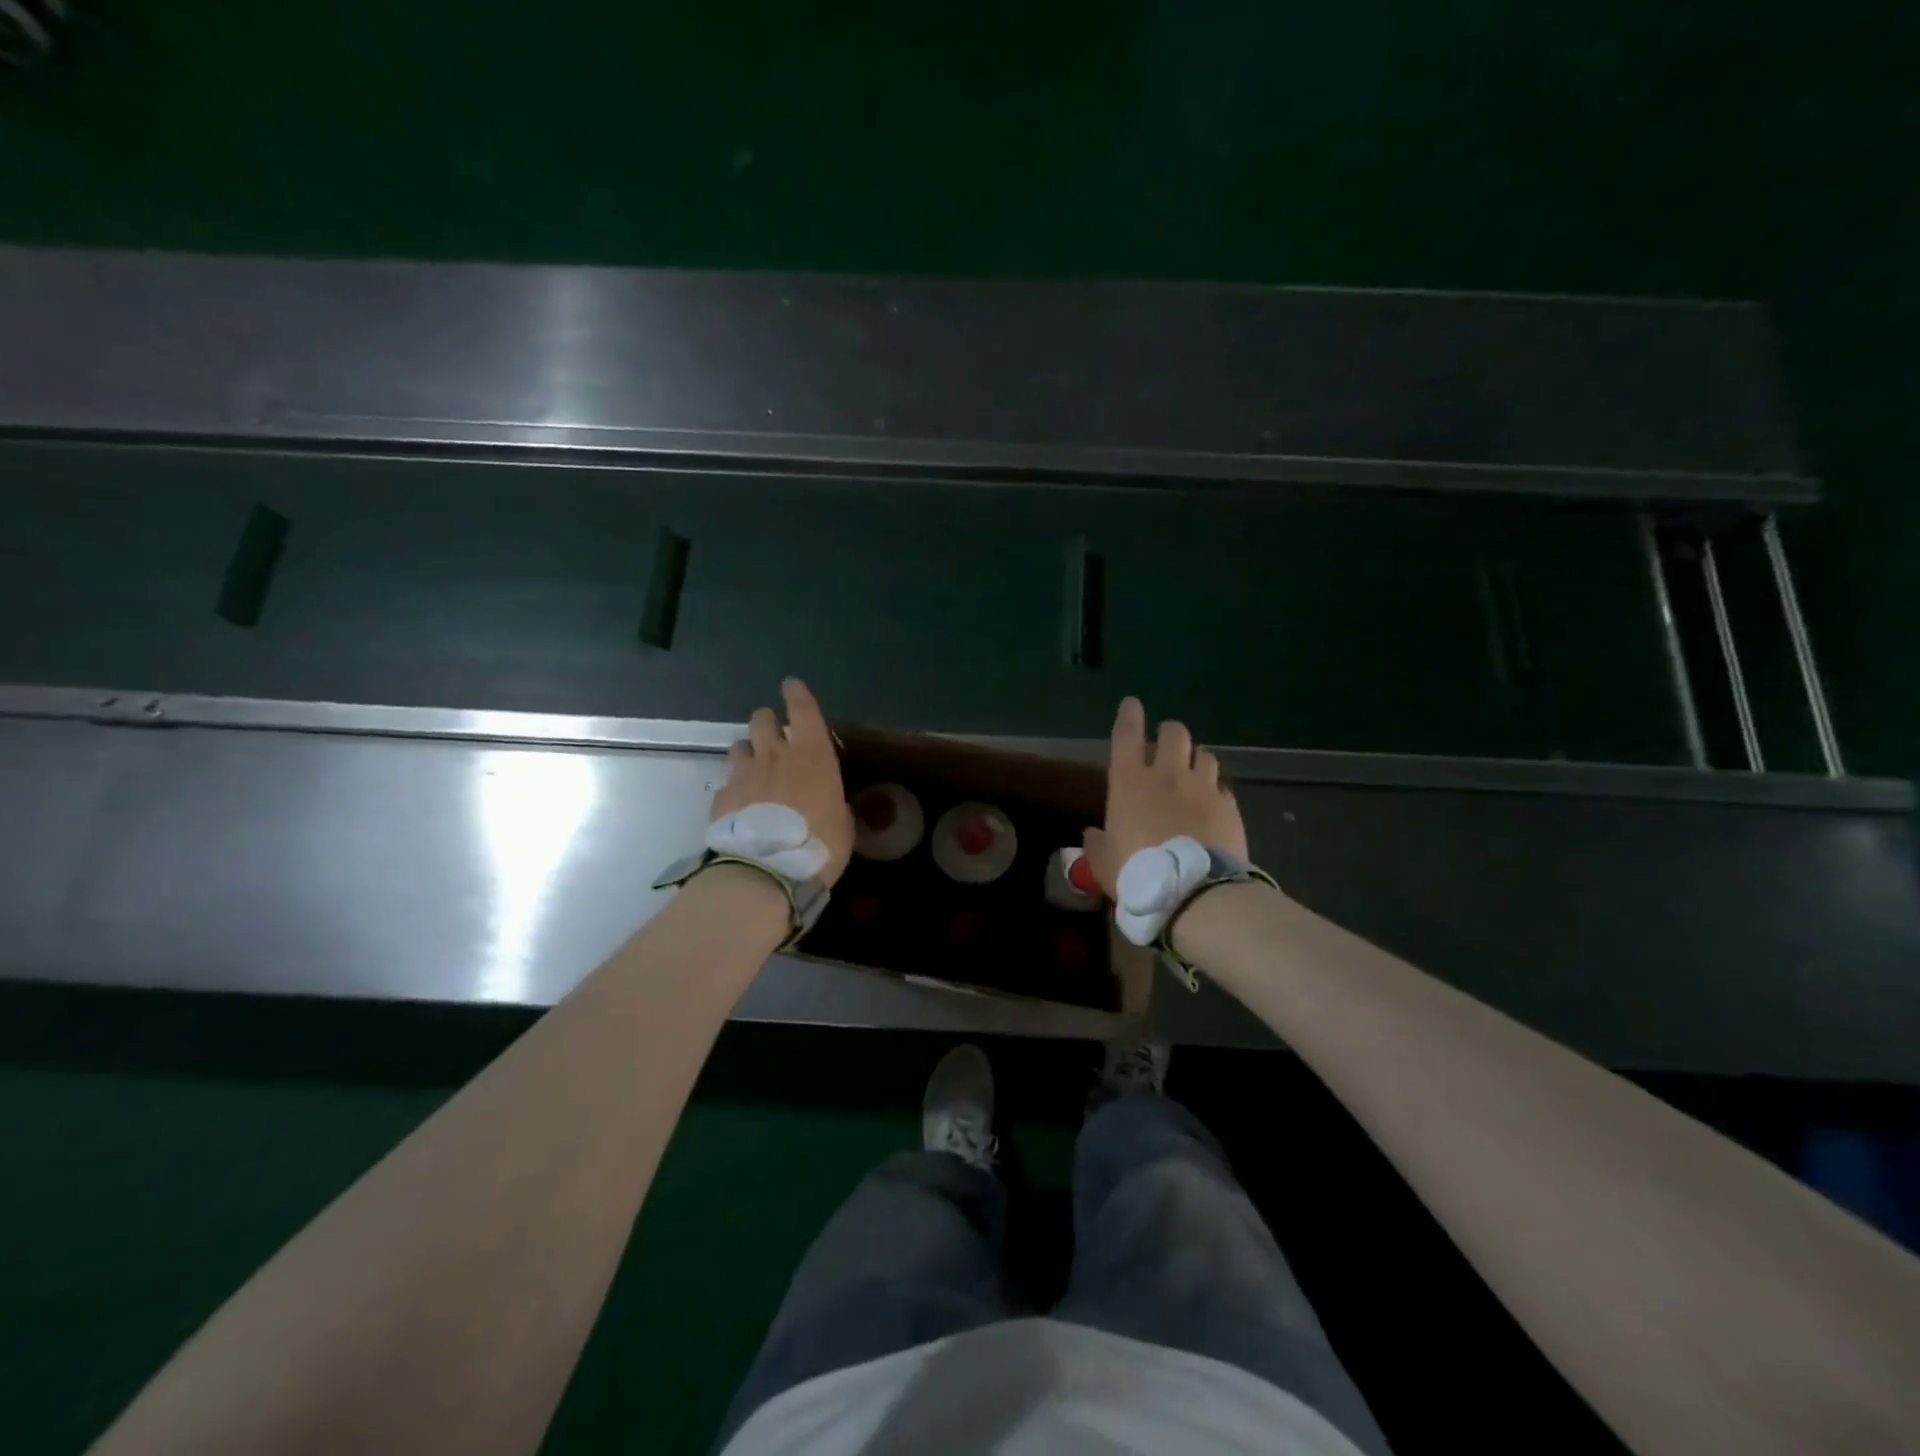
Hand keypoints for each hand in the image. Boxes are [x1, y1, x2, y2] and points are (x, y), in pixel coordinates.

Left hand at [713, 679, 855, 885]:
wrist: (765, 871)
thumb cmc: (818, 845)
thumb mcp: (842, 826)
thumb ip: (834, 806)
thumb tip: (830, 804)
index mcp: (812, 755)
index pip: (803, 710)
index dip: (797, 694)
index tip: (791, 685)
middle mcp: (775, 754)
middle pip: (762, 720)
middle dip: (767, 722)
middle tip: (774, 736)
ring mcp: (743, 773)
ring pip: (739, 745)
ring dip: (748, 751)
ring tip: (754, 768)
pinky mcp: (721, 796)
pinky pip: (726, 781)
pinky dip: (734, 787)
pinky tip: (740, 804)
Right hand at [1082, 697, 1246, 894]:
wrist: (1194, 893)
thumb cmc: (1138, 874)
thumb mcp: (1104, 864)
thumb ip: (1097, 844)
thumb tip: (1092, 834)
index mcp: (1129, 782)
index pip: (1127, 734)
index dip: (1129, 715)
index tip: (1132, 704)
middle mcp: (1167, 775)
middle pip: (1174, 733)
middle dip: (1169, 734)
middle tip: (1166, 747)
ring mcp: (1202, 788)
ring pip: (1204, 755)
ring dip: (1196, 760)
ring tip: (1193, 774)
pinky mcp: (1229, 806)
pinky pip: (1222, 787)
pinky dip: (1215, 791)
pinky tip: (1212, 805)